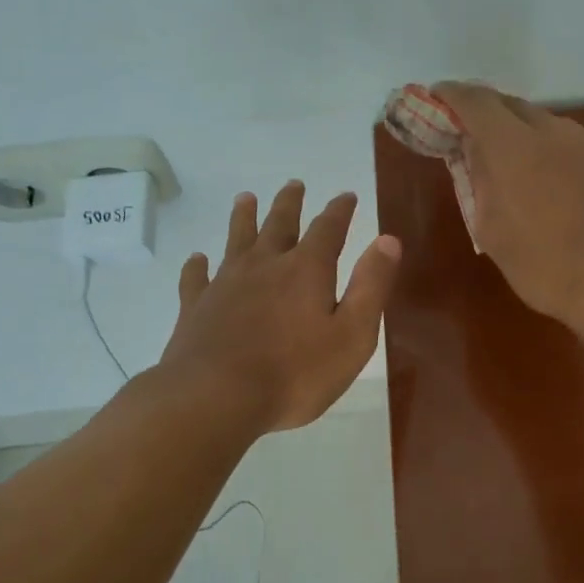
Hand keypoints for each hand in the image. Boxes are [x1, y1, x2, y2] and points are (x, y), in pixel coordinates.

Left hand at [158, 181, 400, 431]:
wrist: (216, 397)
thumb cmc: (295, 373)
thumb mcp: (352, 335)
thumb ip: (371, 286)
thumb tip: (388, 240)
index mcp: (306, 270)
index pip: (328, 229)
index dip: (339, 211)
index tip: (346, 196)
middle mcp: (265, 265)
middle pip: (278, 224)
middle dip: (290, 204)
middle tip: (294, 185)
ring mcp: (225, 284)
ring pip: (236, 240)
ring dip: (243, 217)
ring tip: (245, 199)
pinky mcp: (196, 306)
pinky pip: (196, 277)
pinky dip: (198, 265)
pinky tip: (198, 259)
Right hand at [434, 82, 583, 330]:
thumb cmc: (545, 266)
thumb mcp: (492, 231)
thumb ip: (478, 182)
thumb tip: (473, 152)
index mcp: (515, 146)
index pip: (476, 101)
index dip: (451, 95)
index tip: (435, 99)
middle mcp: (553, 132)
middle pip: (510, 105)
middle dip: (483, 112)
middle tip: (465, 133)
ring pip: (541, 122)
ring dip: (516, 131)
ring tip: (504, 160)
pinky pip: (565, 142)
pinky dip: (544, 148)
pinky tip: (542, 178)